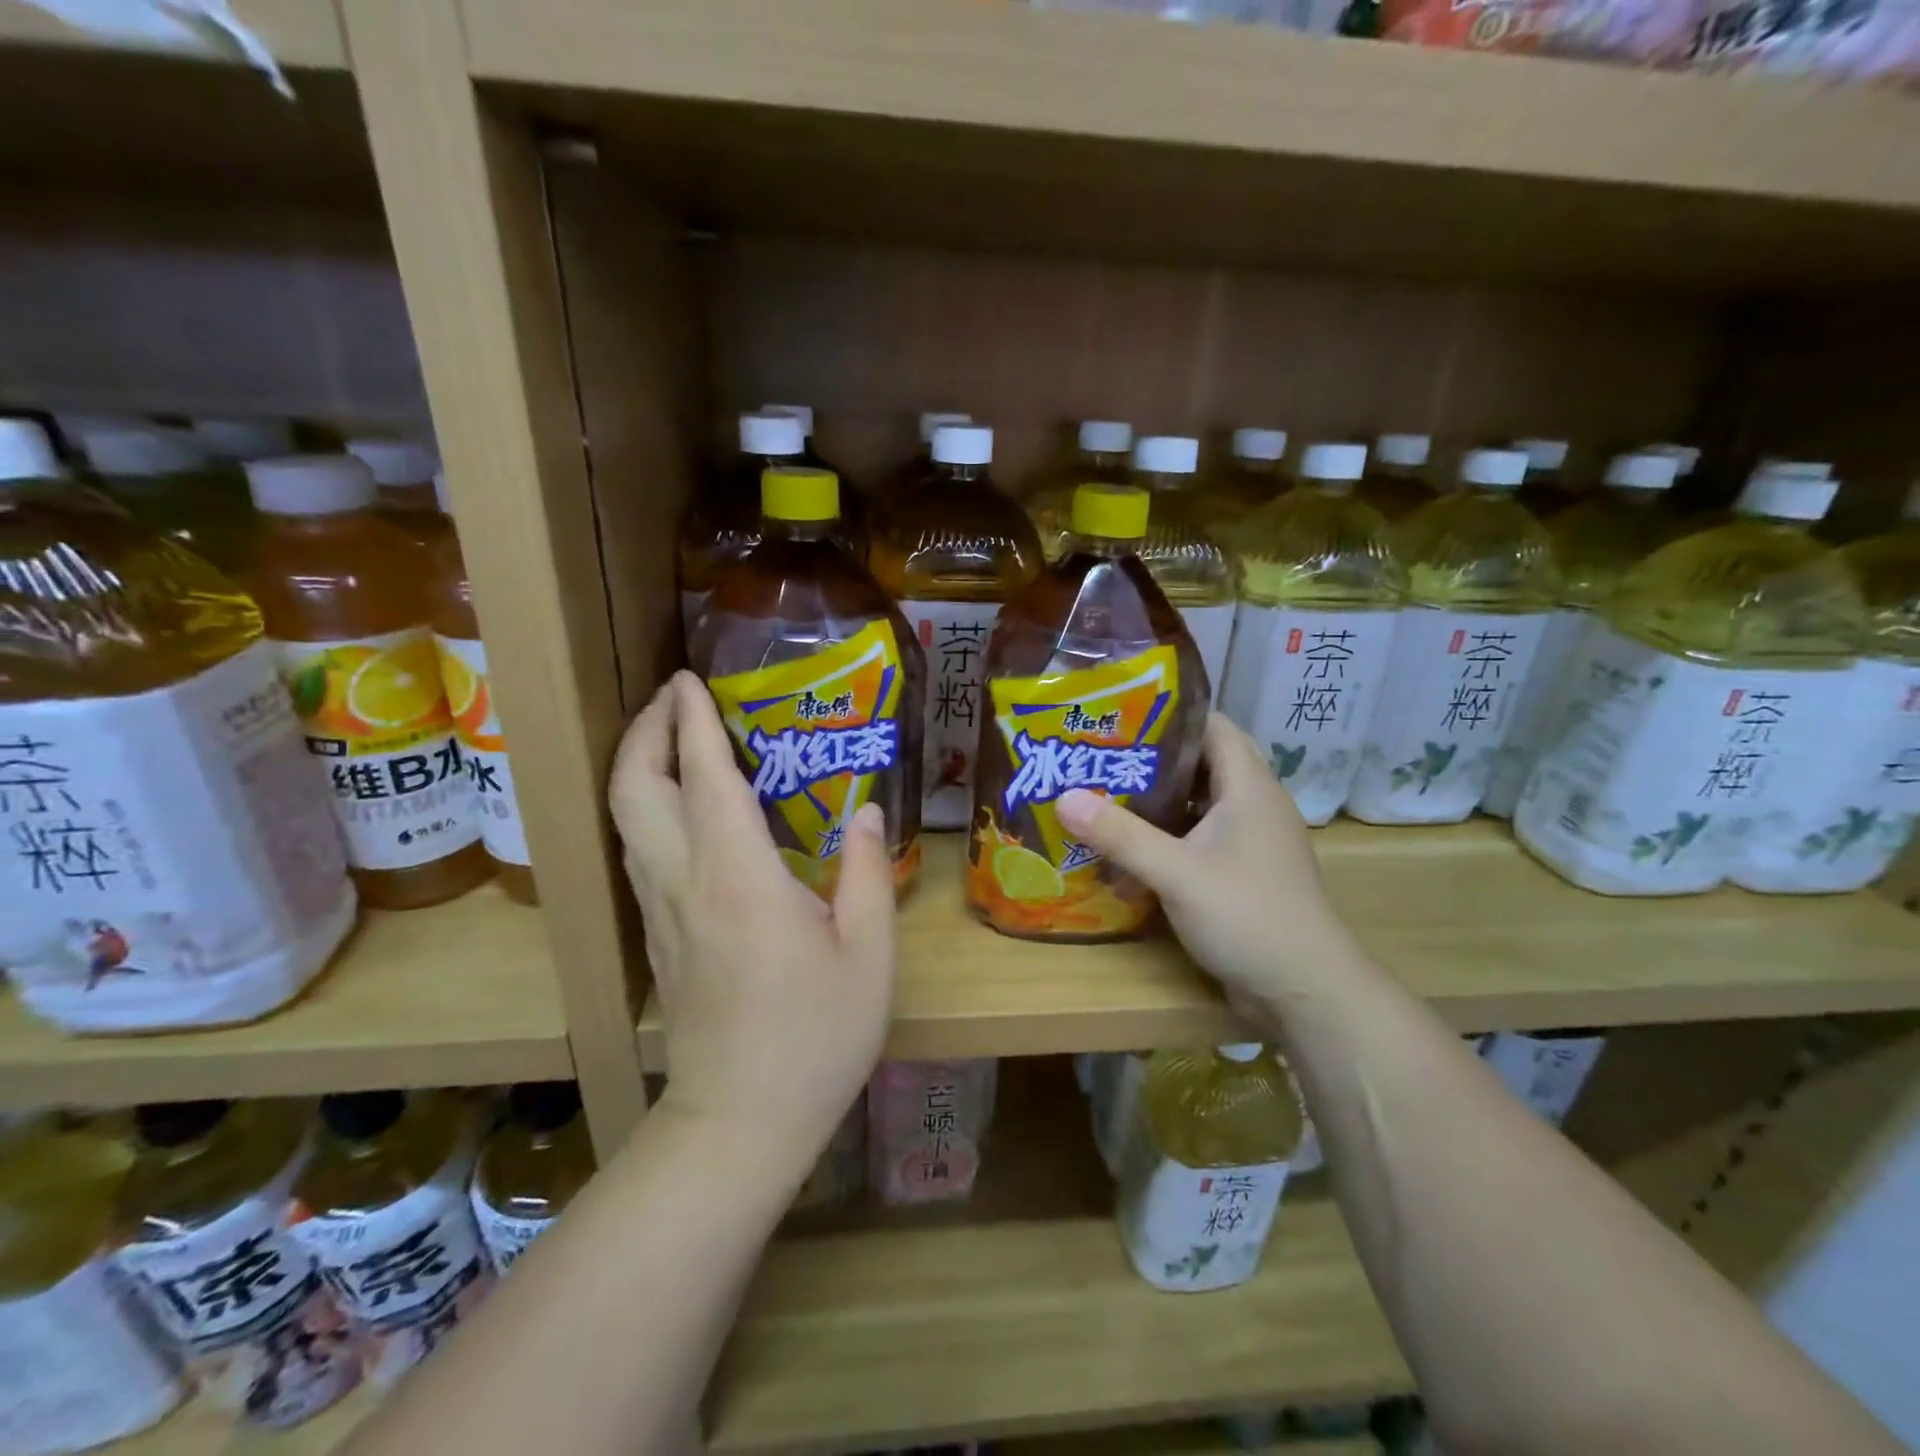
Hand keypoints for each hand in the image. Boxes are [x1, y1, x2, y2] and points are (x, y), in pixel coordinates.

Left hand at [608, 671, 896, 1175]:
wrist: (741, 1121)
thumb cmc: (816, 1036)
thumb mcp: (869, 953)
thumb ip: (865, 871)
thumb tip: (863, 811)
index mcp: (739, 876)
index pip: (704, 777)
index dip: (692, 721)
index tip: (689, 679)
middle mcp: (685, 881)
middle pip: (634, 788)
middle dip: (646, 731)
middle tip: (673, 697)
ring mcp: (661, 911)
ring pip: (626, 819)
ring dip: (639, 766)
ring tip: (671, 738)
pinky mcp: (658, 937)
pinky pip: (639, 851)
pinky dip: (647, 807)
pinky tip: (681, 808)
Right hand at [1056, 712, 1365, 1018]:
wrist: (1306, 991)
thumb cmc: (1247, 915)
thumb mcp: (1176, 872)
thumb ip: (1120, 835)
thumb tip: (1063, 797)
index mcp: (1249, 786)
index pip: (1213, 726)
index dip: (1169, 716)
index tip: (1118, 718)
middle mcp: (1256, 804)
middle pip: (1202, 763)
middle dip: (1152, 759)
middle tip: (1100, 758)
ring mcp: (1253, 841)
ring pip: (1201, 804)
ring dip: (1158, 800)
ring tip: (1105, 796)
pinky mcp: (1245, 873)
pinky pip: (1203, 838)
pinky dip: (1170, 835)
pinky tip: (1133, 847)